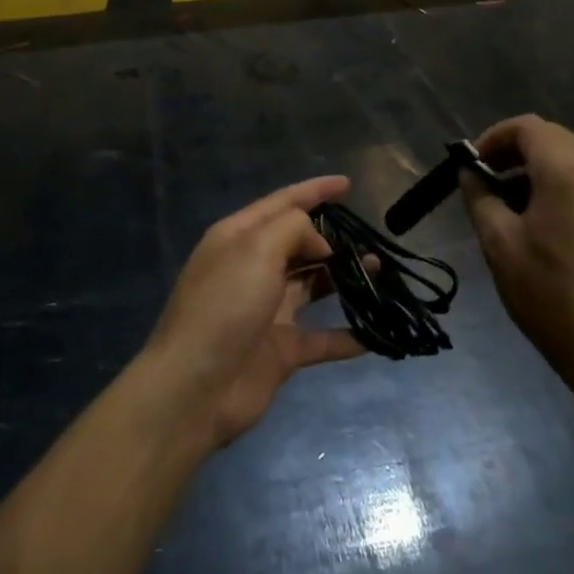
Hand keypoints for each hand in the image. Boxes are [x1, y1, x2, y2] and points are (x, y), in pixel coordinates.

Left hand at [142, 177, 367, 447]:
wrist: (194, 389)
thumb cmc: (224, 306)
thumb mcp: (256, 249)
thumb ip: (293, 229)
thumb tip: (319, 243)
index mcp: (239, 237)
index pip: (282, 203)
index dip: (314, 190)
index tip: (348, 184)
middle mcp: (252, 268)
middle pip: (299, 243)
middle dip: (333, 237)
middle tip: (371, 236)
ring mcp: (267, 310)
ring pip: (313, 286)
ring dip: (344, 278)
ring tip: (380, 271)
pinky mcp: (280, 350)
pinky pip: (321, 337)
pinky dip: (348, 335)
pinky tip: (376, 332)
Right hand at [459, 115, 573, 399]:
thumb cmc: (548, 293)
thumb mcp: (498, 242)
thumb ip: (479, 195)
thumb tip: (471, 173)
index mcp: (568, 170)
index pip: (526, 127)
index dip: (494, 138)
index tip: (472, 165)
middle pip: (550, 137)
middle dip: (513, 151)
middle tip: (485, 182)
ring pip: (569, 156)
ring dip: (535, 167)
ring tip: (508, 203)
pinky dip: (558, 182)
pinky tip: (540, 218)